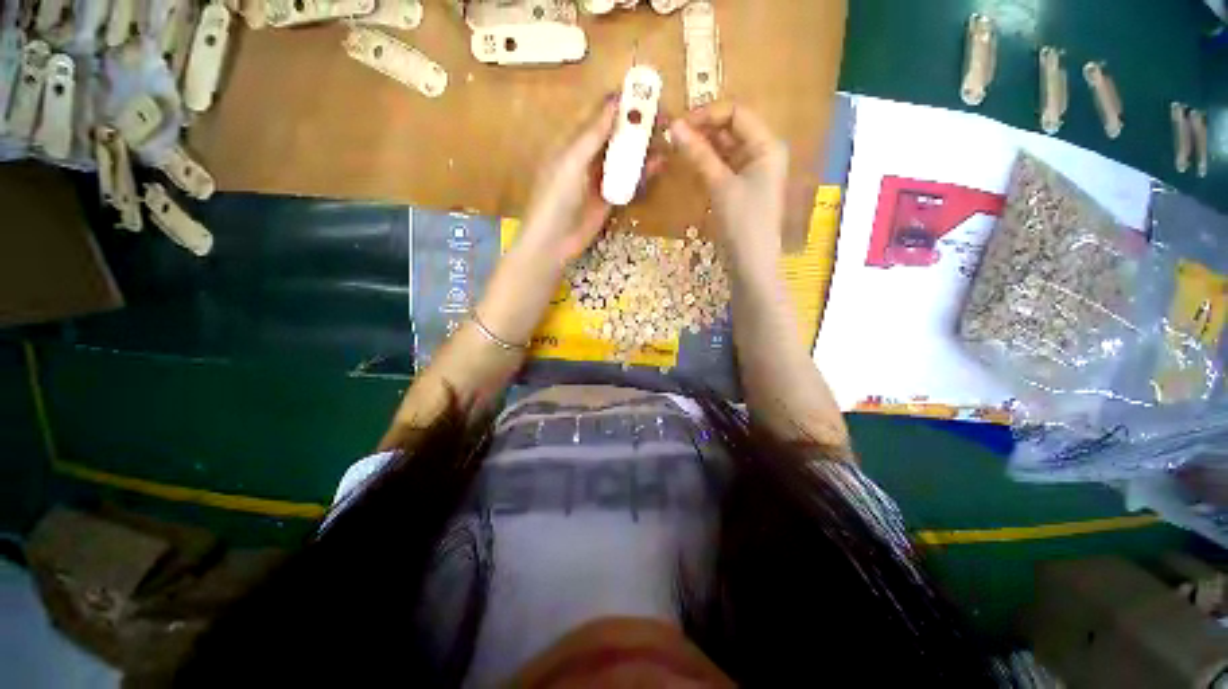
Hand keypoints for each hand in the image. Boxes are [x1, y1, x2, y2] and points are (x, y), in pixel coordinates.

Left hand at [518, 94, 665, 270]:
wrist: (554, 242)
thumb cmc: (555, 198)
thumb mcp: (572, 162)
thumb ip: (593, 134)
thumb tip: (615, 101)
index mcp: (573, 142)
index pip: (599, 115)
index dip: (621, 103)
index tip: (646, 94)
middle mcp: (588, 157)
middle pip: (615, 134)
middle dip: (637, 124)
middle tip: (663, 117)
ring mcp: (600, 178)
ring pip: (624, 156)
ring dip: (643, 147)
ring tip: (666, 137)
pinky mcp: (610, 198)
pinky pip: (628, 180)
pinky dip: (643, 172)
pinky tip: (658, 165)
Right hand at [668, 104, 788, 272]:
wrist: (750, 262)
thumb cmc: (742, 222)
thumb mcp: (720, 185)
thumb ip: (698, 154)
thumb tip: (674, 127)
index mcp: (767, 145)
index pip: (736, 113)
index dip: (707, 114)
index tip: (679, 124)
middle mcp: (762, 152)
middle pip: (731, 128)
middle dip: (703, 129)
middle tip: (673, 137)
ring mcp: (751, 170)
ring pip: (724, 148)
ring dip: (702, 146)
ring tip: (676, 149)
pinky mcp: (740, 187)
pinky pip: (722, 166)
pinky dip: (706, 163)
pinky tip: (688, 164)